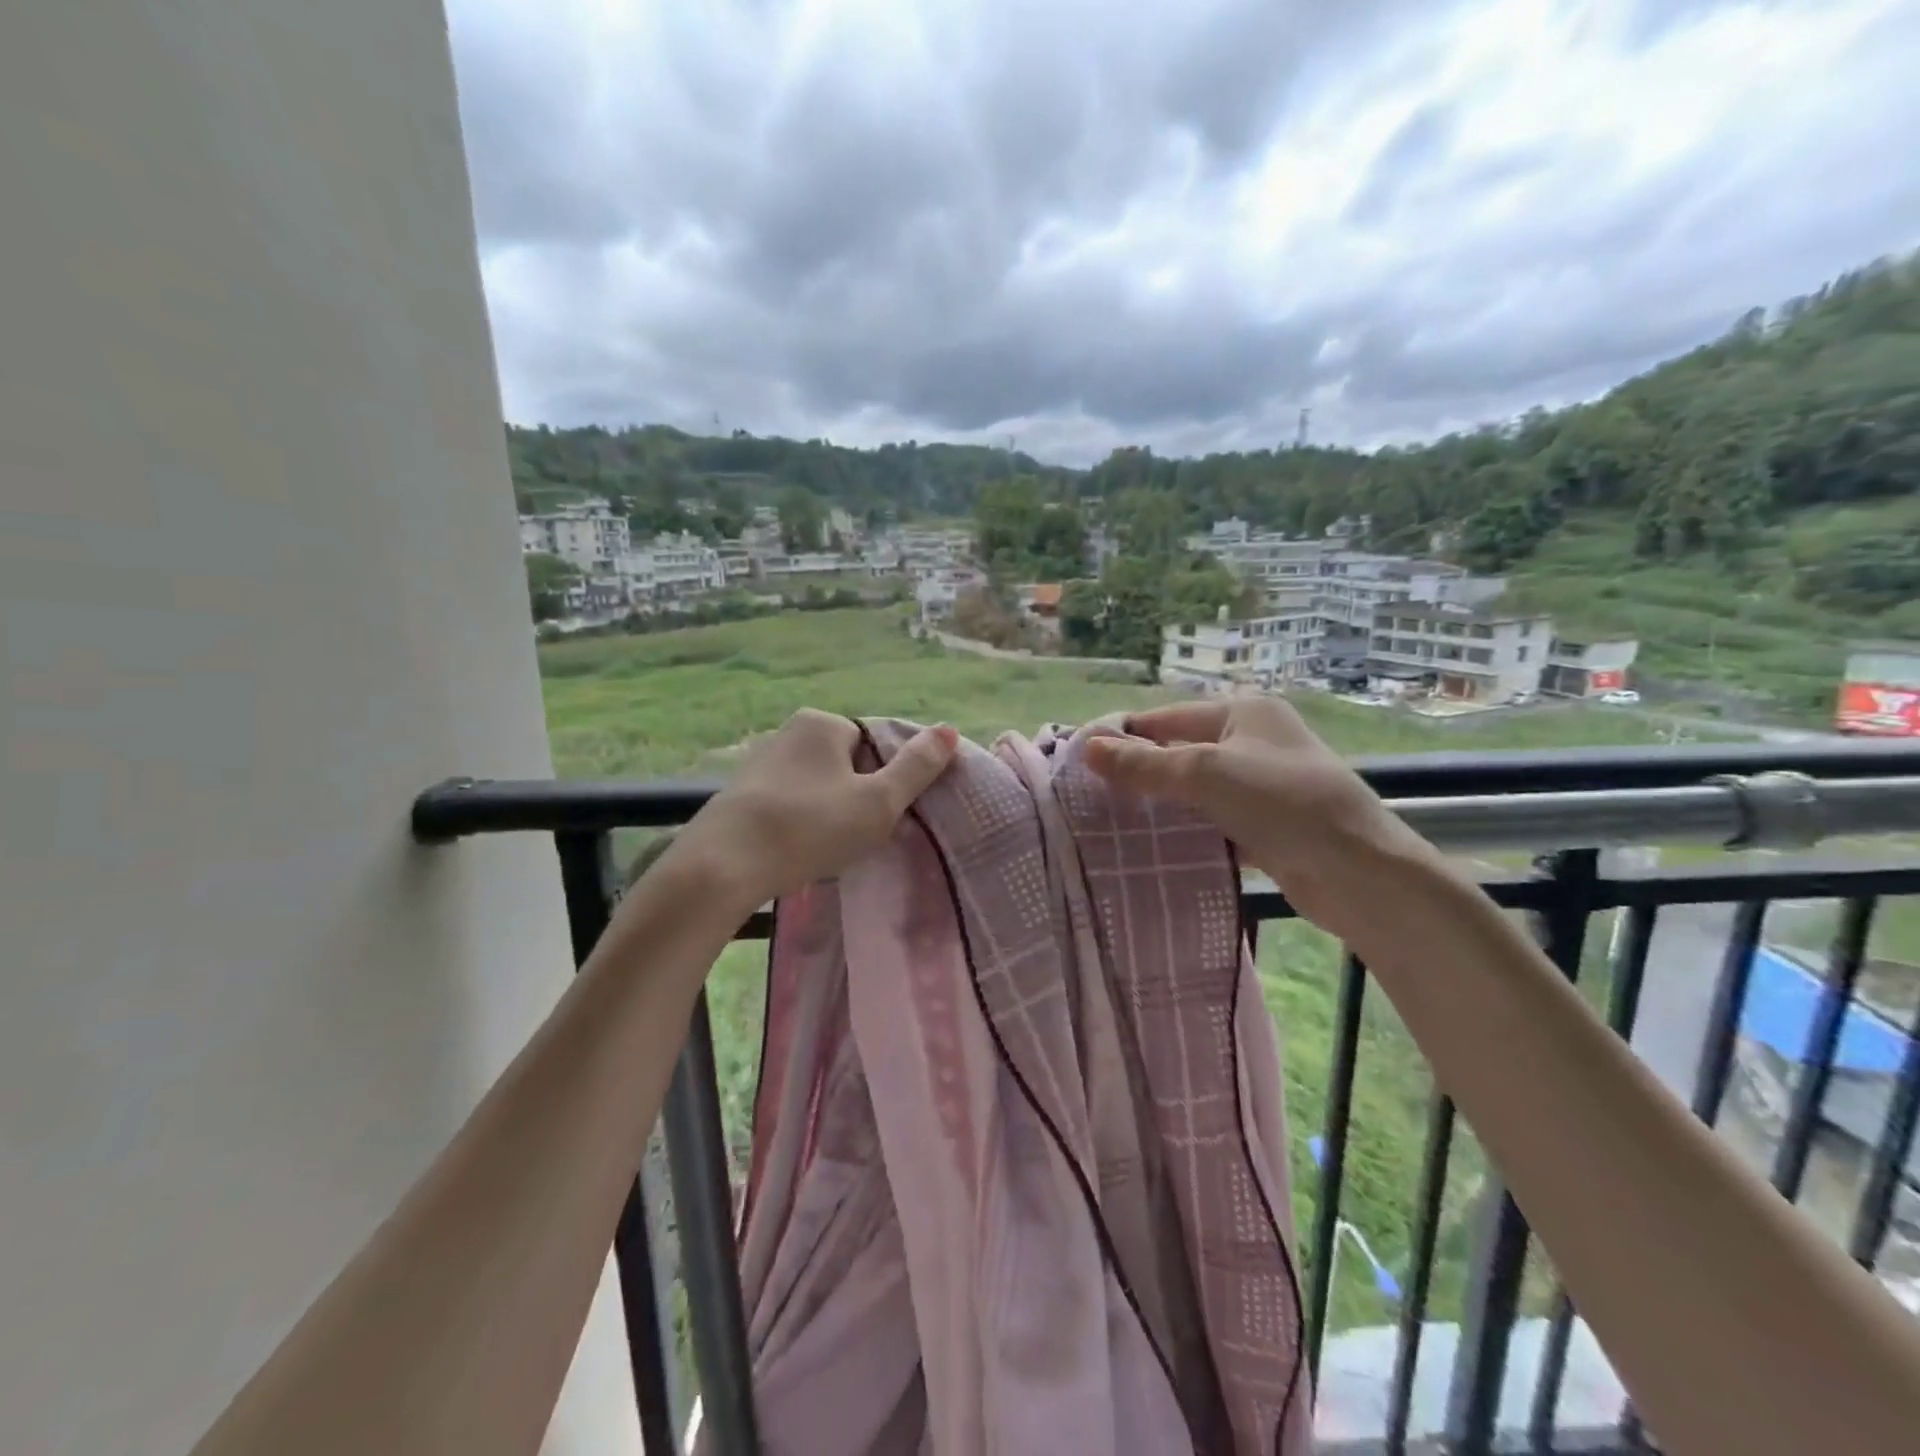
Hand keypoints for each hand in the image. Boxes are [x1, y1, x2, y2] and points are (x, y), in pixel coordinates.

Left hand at [670, 709, 960, 914]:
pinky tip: (798, 851)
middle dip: (858, 797)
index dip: (887, 780)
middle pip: (846, 763)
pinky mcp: (739, 795)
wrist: (722, 866)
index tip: (884, 815)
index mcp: (822, 723)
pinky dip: (800, 824)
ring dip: (830, 813)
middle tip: (860, 836)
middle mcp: (788, 732)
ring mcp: (759, 763)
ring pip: (817, 786)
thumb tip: (949, 730)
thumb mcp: (878, 802)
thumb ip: (916, 767)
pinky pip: (788, 803)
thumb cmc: (810, 828)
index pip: (874, 742)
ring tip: (829, 849)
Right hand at [1084, 698, 1435, 939]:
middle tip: (1088, 796)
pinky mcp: (1266, 824)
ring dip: (1160, 804)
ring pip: (1194, 789)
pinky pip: (1212, 819)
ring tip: (1109, 822)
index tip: (1079, 761)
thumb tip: (1086, 748)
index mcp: (1243, 712)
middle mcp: (1252, 740)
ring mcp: (1261, 784)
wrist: (1359, 872)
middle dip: (1138, 773)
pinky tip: (1152, 845)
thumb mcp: (1205, 773)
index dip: (1123, 737)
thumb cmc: (1282, 802)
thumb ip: (1145, 764)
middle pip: (1179, 752)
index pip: (1165, 718)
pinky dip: (1185, 829)